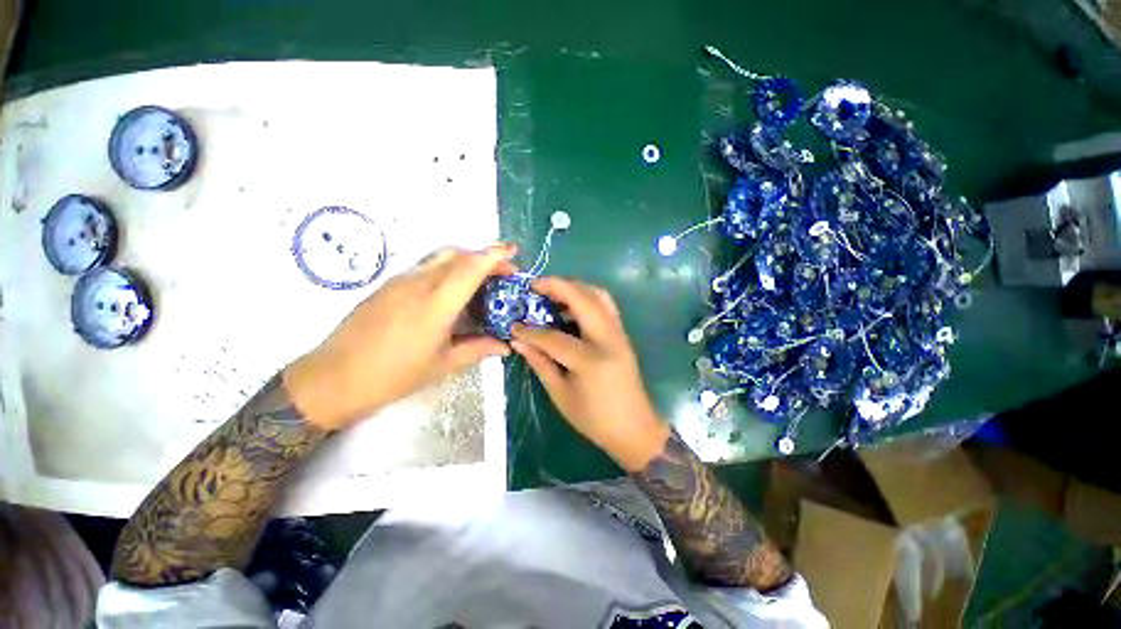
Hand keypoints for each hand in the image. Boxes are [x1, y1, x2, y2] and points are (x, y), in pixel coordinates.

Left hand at [285, 244, 517, 430]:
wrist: (333, 378)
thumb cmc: (393, 376)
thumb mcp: (443, 365)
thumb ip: (478, 349)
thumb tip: (506, 346)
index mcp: (436, 304)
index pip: (470, 267)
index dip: (495, 255)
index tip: (514, 251)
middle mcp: (418, 283)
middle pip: (457, 254)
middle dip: (484, 256)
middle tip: (502, 274)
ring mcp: (400, 281)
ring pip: (440, 257)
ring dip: (465, 261)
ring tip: (481, 281)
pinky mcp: (388, 285)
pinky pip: (425, 267)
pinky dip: (447, 269)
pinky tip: (452, 293)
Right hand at [511, 278, 670, 471]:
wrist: (635, 428)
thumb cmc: (595, 419)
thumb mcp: (561, 395)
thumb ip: (540, 363)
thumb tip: (518, 340)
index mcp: (590, 360)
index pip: (553, 337)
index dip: (530, 331)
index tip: (513, 325)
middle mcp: (608, 339)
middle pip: (582, 299)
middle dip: (557, 286)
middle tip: (535, 285)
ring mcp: (619, 334)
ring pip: (598, 295)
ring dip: (574, 288)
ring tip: (551, 293)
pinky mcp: (623, 334)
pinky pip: (605, 305)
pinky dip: (587, 298)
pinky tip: (570, 308)